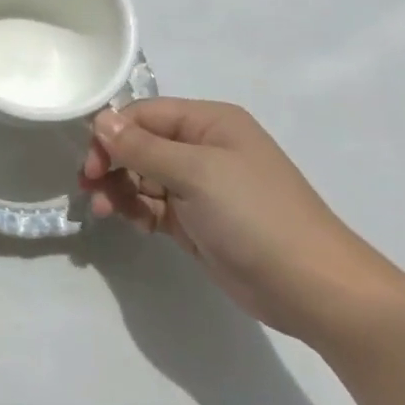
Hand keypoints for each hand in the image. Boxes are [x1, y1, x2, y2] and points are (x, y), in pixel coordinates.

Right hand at [82, 98, 404, 344]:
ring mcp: (200, 186)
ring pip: (142, 176)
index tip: (90, 164)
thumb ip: (142, 146)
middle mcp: (203, 147)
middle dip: (112, 163)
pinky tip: (133, 223)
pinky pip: (153, 204)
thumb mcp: (196, 173)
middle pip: (139, 144)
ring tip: (106, 211)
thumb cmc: (257, 217)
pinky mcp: (196, 220)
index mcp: (209, 122)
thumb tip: (99, 120)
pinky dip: (137, 210)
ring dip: (119, 189)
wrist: (314, 290)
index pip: (143, 114)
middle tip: (90, 188)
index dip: (112, 134)